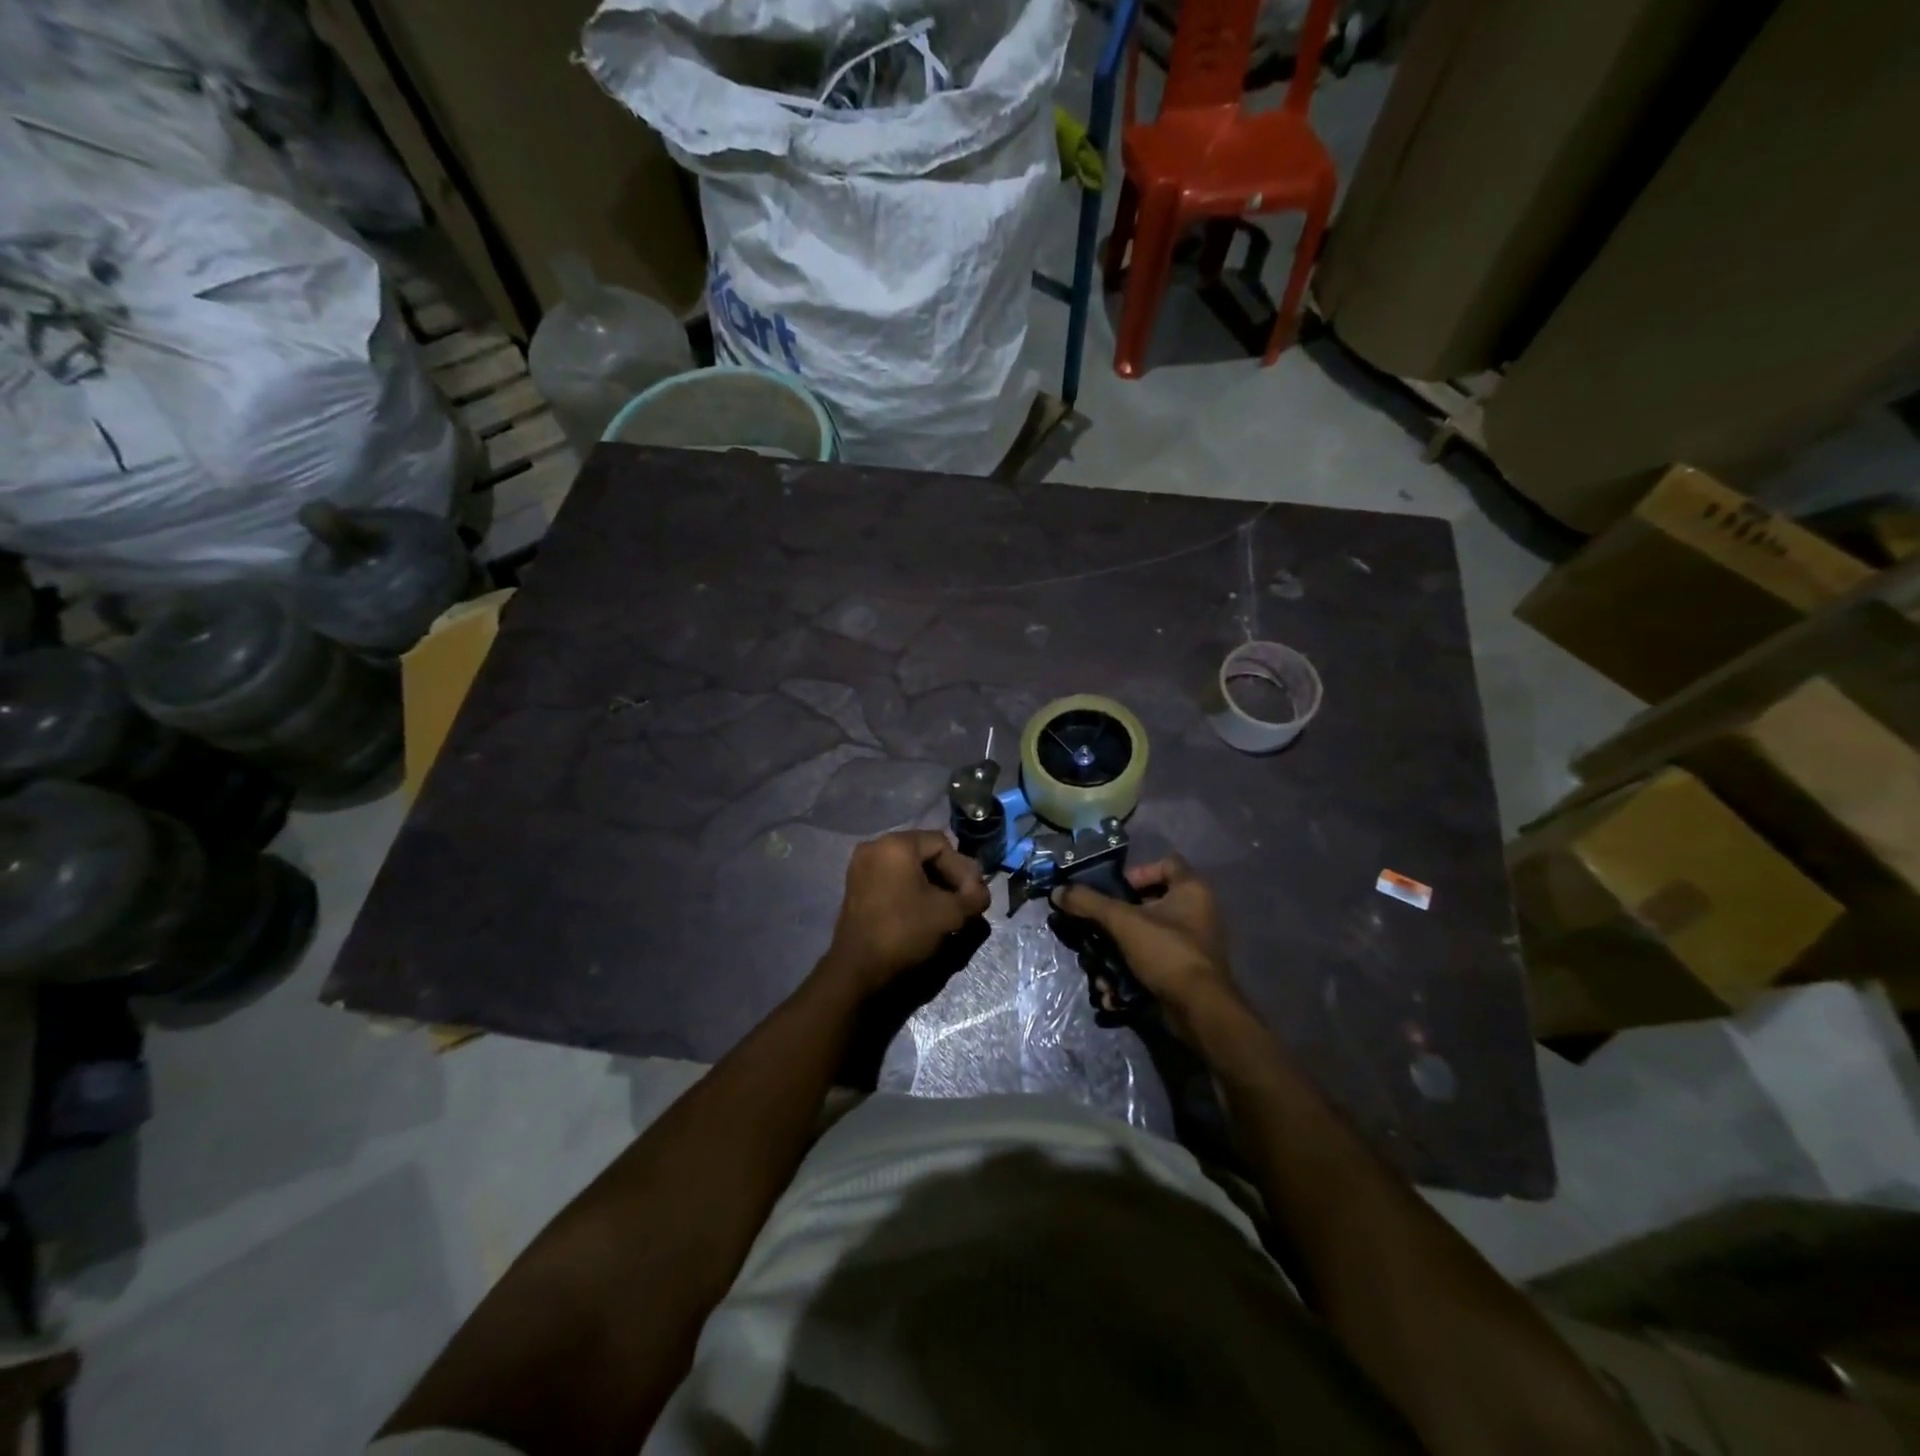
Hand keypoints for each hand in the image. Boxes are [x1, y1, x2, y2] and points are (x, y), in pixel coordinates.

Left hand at [820, 831, 990, 993]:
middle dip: (949, 877)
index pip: (942, 844)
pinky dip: (911, 891)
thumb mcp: (950, 913)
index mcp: (896, 844)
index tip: (973, 896)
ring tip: (948, 910)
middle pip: (924, 853)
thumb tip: (980, 893)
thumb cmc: (905, 932)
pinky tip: (925, 913)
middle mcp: (875, 847)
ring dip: (932, 886)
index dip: (964, 869)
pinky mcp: (856, 887)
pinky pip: (892, 879)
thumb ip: (974, 896)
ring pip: (909, 868)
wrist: (858, 970)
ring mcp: (861, 867)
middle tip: (965, 902)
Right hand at [1052, 857, 1247, 1044]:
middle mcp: (1197, 912)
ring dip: (1117, 950)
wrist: (1199, 1011)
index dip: (1137, 872)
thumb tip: (1057, 891)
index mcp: (1192, 890)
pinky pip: (1151, 961)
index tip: (1113, 891)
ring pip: (1144, 936)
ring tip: (1097, 964)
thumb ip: (1089, 903)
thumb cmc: (1166, 952)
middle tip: (1094, 927)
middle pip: (1147, 903)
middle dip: (1116, 919)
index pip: (1164, 863)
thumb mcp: (1123, 922)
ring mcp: (1191, 944)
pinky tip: (1111, 988)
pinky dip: (1129, 971)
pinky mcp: (1183, 971)